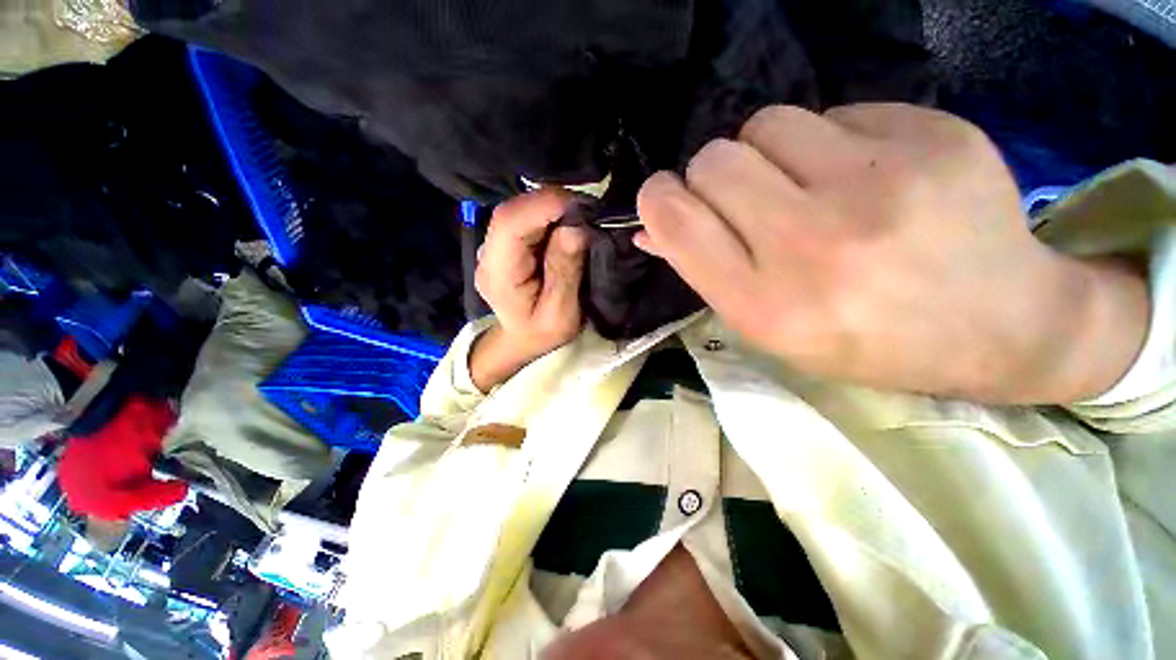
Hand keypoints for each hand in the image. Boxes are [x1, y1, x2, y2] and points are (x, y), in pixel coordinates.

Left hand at [470, 190, 587, 390]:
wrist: (523, 341)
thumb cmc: (543, 333)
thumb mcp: (561, 313)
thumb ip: (564, 272)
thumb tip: (575, 227)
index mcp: (498, 275)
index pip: (510, 224)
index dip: (543, 205)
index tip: (581, 206)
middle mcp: (488, 255)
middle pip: (513, 212)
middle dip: (552, 204)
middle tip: (587, 212)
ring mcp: (493, 247)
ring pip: (519, 210)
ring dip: (552, 208)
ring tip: (580, 218)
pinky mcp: (504, 244)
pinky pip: (524, 218)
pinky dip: (548, 215)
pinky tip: (565, 224)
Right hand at [635, 104, 1148, 402]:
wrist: (1000, 326)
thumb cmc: (862, 341)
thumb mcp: (767, 326)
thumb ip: (703, 270)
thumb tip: (650, 228)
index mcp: (765, 304)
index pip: (677, 220)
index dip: (658, 198)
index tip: (667, 198)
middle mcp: (814, 245)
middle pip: (714, 160)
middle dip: (711, 176)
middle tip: (744, 200)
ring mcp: (880, 185)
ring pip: (765, 123)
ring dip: (764, 152)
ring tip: (801, 185)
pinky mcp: (931, 136)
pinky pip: (832, 111)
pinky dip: (825, 141)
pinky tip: (860, 175)